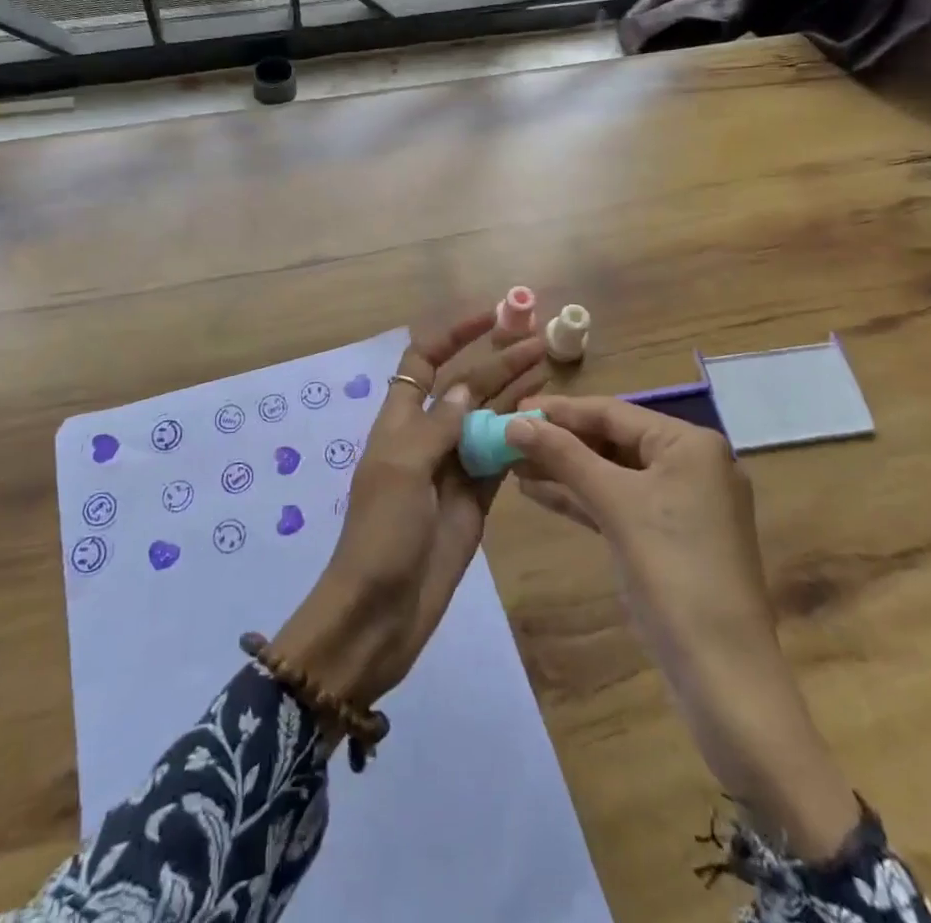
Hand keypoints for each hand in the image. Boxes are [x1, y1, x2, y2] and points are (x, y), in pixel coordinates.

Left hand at [272, 312, 545, 707]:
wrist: (380, 612)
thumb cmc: (382, 534)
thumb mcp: (402, 470)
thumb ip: (438, 426)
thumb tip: (469, 386)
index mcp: (401, 421)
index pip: (424, 361)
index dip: (453, 336)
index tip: (489, 317)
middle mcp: (429, 437)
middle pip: (466, 386)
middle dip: (498, 362)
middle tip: (540, 342)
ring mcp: (455, 468)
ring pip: (489, 419)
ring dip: (515, 394)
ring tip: (550, 369)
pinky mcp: (477, 500)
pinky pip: (502, 458)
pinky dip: (522, 439)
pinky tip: (548, 422)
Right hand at [506, 397, 860, 856]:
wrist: (724, 676)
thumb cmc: (673, 572)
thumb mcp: (615, 504)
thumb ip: (563, 456)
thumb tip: (514, 421)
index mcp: (690, 444)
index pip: (613, 412)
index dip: (559, 410)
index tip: (512, 408)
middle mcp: (692, 464)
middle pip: (612, 440)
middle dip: (559, 441)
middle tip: (507, 437)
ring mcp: (683, 503)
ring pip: (612, 473)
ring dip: (564, 469)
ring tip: (511, 464)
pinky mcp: (670, 538)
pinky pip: (619, 503)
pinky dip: (582, 498)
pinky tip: (538, 492)